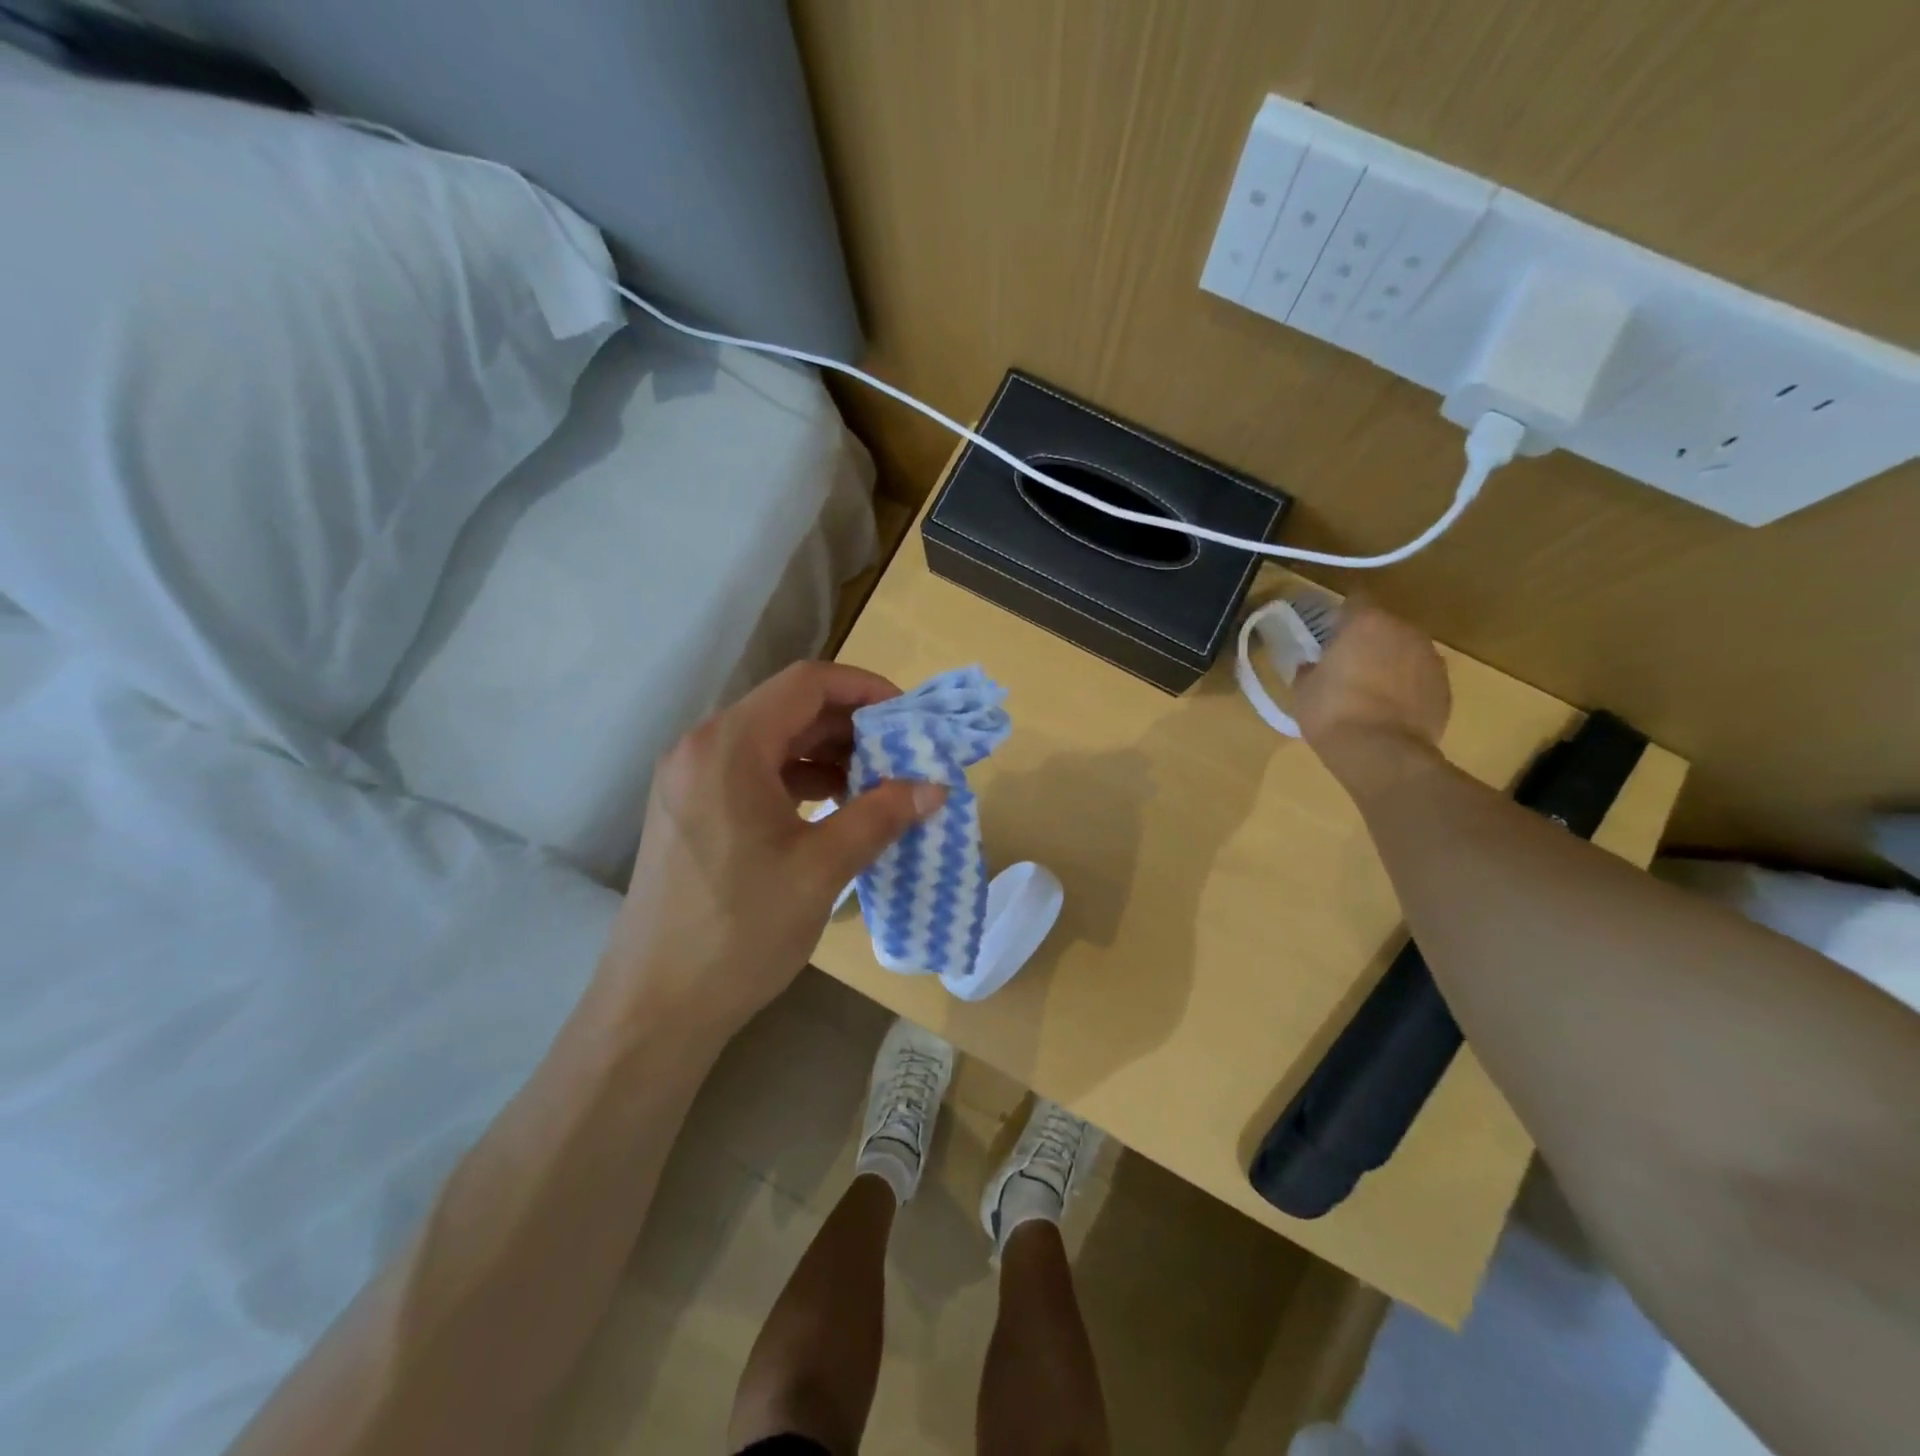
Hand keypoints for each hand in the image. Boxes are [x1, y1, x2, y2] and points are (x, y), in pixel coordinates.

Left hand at [599, 662, 945, 1033]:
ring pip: (773, 741)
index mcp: (729, 746)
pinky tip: (834, 807)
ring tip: (877, 784)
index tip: (909, 716)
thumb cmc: (740, 931)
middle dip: (851, 726)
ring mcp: (690, 779)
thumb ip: (881, 815)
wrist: (656, 1007)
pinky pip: (754, 772)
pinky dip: (798, 779)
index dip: (865, 688)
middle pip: (789, 709)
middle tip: (903, 754)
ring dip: (827, 754)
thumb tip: (936, 787)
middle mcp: (702, 747)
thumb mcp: (822, 869)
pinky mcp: (690, 809)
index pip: (807, 684)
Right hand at [1294, 601, 1450, 799]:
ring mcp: (1430, 658)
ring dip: (1390, 661)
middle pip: (1384, 624)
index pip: (1355, 599)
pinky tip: (1390, 708)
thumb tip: (1313, 666)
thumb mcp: (1303, 689)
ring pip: (1405, 649)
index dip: (1341, 616)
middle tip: (1348, 663)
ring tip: (1371, 688)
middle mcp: (1404, 630)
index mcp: (1366, 622)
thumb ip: (1310, 669)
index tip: (1330, 633)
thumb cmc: (1333, 713)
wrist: (1381, 753)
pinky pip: (1420, 676)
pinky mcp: (1445, 686)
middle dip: (1368, 639)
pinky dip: (1407, 685)